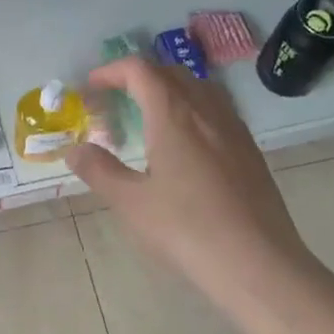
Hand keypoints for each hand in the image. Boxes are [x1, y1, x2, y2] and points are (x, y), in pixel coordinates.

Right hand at [66, 57, 309, 298]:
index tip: (91, 87)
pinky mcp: (250, 150)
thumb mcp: (131, 203)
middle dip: (139, 77)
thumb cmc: (187, 230)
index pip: (140, 70)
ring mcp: (234, 128)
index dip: (112, 70)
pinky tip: (186, 144)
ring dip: (169, 90)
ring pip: (198, 88)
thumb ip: (99, 170)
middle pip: (170, 73)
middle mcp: (206, 110)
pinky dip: (192, 109)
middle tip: (115, 101)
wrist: (258, 264)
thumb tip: (75, 149)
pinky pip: (217, 110)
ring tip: (149, 116)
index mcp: (173, 114)